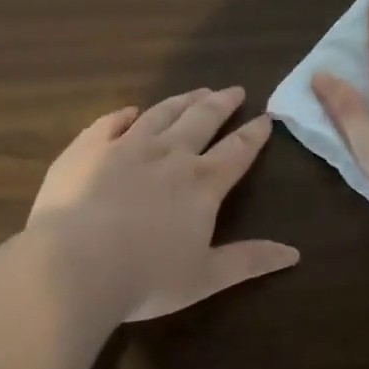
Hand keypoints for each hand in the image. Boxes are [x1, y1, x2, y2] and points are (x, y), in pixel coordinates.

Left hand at [28, 87, 299, 320]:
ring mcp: (125, 146)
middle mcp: (168, 154)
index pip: (237, 150)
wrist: (74, 265)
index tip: (266, 117)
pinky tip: (131, 111)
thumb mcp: (206, 277)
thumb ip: (250, 261)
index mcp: (201, 184)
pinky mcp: (88, 148)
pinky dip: (125, 114)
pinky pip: (111, 122)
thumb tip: (295, 254)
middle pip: (202, 119)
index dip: (255, 133)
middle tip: (234, 90)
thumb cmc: (145, 278)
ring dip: (182, 100)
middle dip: (222, 103)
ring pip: (161, 113)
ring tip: (196, 91)